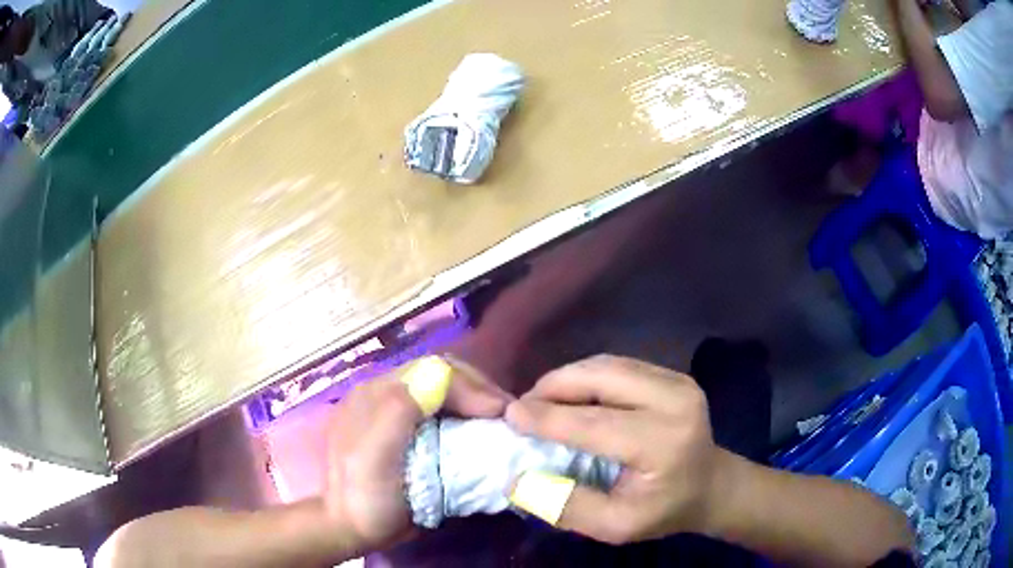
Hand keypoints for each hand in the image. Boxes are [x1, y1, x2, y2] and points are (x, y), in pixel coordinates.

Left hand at [324, 357, 511, 554]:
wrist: (350, 526)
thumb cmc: (364, 496)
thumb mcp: (374, 457)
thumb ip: (399, 411)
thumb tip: (441, 373)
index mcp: (377, 393)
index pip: (434, 370)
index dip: (472, 386)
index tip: (502, 414)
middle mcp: (386, 392)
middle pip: (442, 374)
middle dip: (479, 390)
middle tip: (509, 416)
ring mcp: (395, 410)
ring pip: (445, 390)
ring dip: (476, 401)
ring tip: (500, 422)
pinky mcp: (405, 428)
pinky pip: (442, 409)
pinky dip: (467, 415)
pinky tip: (479, 431)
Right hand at [505, 355, 727, 543]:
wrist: (711, 486)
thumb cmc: (664, 510)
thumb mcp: (616, 526)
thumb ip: (568, 507)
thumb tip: (517, 481)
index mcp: (663, 443)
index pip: (595, 423)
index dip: (548, 418)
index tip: (509, 415)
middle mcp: (674, 401)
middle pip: (601, 378)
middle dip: (554, 386)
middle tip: (523, 406)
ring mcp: (677, 381)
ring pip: (607, 365)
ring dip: (568, 378)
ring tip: (541, 400)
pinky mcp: (673, 374)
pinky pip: (618, 365)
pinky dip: (587, 376)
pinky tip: (571, 395)